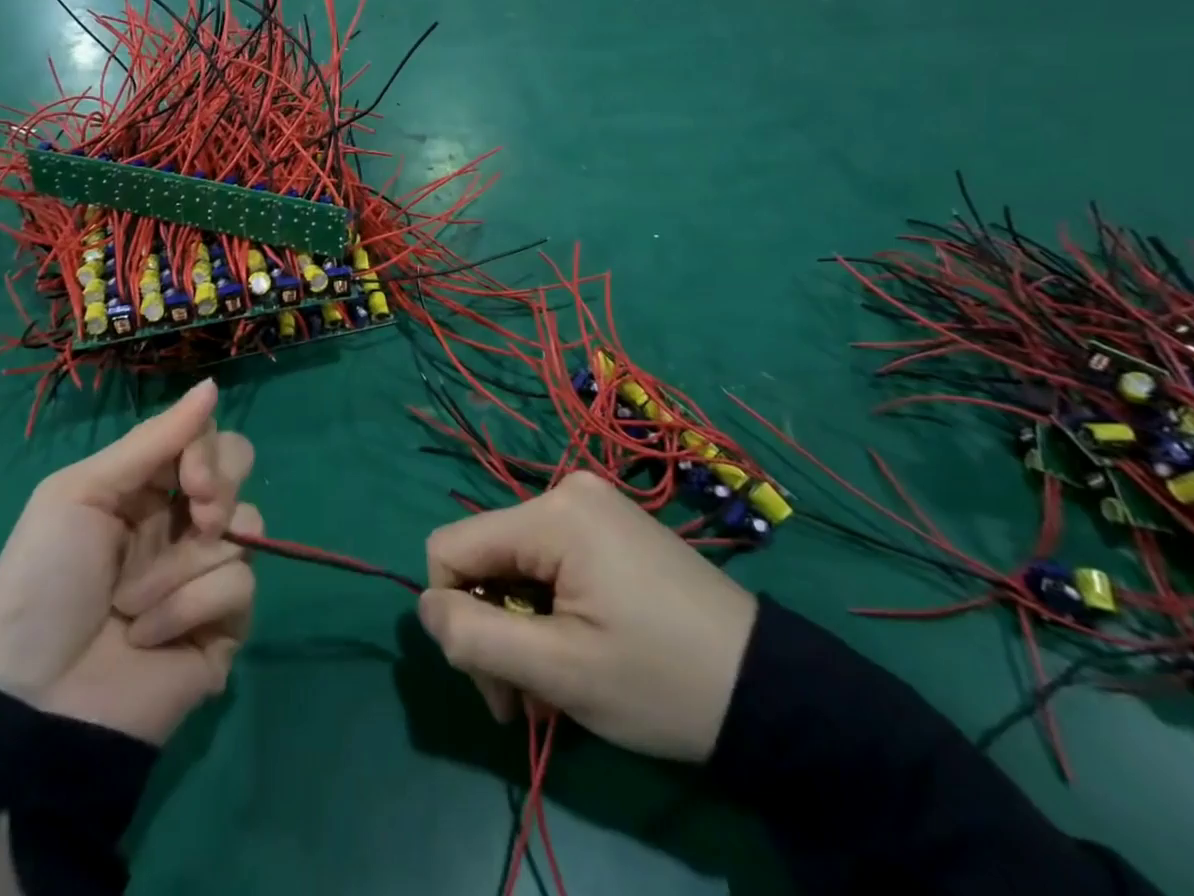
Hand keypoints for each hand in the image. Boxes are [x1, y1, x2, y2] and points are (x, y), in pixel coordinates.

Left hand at [0, 379, 259, 744]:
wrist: (32, 704)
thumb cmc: (44, 584)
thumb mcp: (80, 493)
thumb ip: (152, 439)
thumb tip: (212, 385)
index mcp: (147, 487)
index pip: (206, 438)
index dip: (208, 450)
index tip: (192, 479)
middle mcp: (182, 521)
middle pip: (240, 471)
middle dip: (220, 489)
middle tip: (197, 516)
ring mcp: (205, 573)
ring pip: (247, 528)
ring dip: (185, 565)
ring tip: (137, 603)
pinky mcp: (224, 625)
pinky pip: (240, 587)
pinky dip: (190, 608)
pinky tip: (148, 636)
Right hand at [419, 470, 757, 762]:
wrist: (770, 691)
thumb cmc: (661, 682)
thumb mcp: (560, 673)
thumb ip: (475, 638)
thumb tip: (423, 607)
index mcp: (552, 513)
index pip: (451, 548)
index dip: (452, 614)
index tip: (494, 683)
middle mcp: (565, 491)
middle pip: (485, 557)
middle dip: (490, 631)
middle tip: (523, 702)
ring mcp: (591, 504)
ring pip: (513, 563)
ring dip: (518, 627)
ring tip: (553, 689)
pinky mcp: (610, 525)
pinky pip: (548, 560)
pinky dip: (546, 608)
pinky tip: (573, 653)